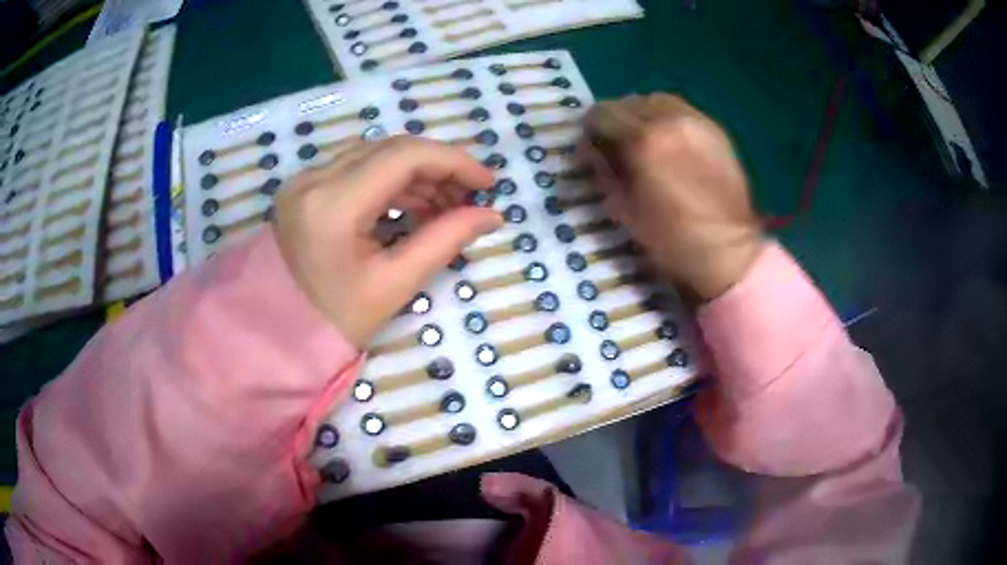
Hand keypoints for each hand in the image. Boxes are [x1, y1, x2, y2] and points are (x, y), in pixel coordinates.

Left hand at [273, 137, 502, 348]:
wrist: (277, 332)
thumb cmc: (335, 320)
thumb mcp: (395, 285)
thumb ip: (446, 241)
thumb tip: (491, 215)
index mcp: (333, 205)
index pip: (404, 157)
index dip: (454, 161)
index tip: (488, 182)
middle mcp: (314, 179)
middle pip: (391, 149)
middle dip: (438, 166)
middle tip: (470, 196)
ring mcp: (305, 180)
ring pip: (375, 155)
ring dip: (416, 173)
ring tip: (447, 204)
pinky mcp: (305, 187)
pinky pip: (358, 169)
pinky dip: (391, 181)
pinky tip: (414, 203)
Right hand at [582, 94, 763, 299]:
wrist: (730, 250)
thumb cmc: (673, 240)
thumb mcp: (625, 210)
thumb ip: (604, 172)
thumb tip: (593, 152)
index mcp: (644, 141)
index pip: (601, 114)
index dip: (589, 132)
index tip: (591, 151)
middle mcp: (669, 120)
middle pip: (627, 102)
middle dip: (615, 122)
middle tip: (616, 147)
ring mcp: (696, 120)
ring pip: (655, 100)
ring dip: (641, 116)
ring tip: (643, 141)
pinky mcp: (715, 129)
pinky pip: (680, 110)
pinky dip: (665, 119)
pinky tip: (669, 143)